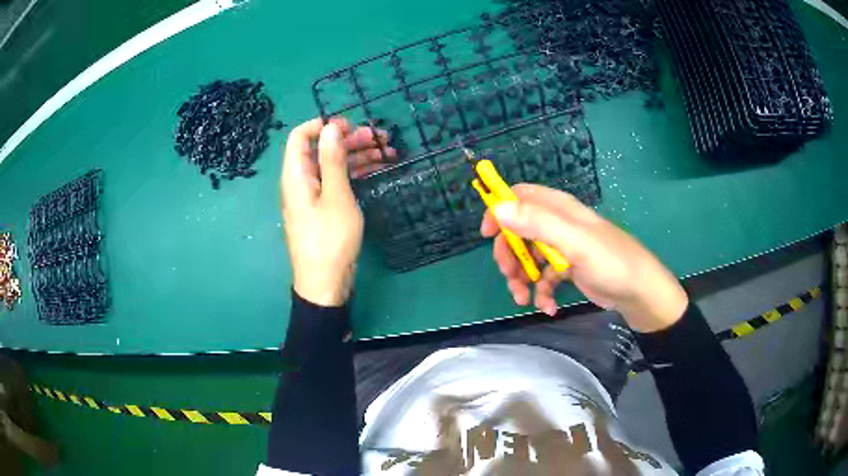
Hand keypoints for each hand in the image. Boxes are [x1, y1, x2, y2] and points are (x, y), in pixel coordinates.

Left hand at [281, 118, 394, 305]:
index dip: (323, 125)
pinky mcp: (324, 208)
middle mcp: (301, 181)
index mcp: (296, 175)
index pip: (300, 136)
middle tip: (380, 138)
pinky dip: (355, 173)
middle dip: (349, 139)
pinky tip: (377, 169)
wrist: (326, 284)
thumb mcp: (336, 196)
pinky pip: (337, 182)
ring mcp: (312, 195)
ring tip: (388, 152)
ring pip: (332, 165)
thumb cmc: (330, 239)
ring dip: (357, 155)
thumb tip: (330, 126)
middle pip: (321, 149)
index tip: (351, 125)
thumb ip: (332, 159)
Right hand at [481, 184, 687, 331]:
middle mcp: (558, 225)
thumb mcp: (575, 242)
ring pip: (529, 257)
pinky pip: (544, 278)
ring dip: (521, 278)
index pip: (520, 197)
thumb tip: (498, 209)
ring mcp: (563, 248)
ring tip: (524, 299)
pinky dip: (541, 293)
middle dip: (509, 254)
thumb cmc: (611, 262)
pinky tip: (548, 307)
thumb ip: (538, 224)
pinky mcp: (568, 270)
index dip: (500, 210)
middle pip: (519, 231)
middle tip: (510, 276)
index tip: (488, 235)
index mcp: (559, 209)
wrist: (639, 293)